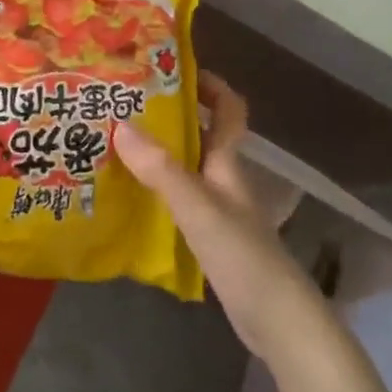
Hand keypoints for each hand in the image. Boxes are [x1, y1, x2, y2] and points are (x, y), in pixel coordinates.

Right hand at [113, 72, 326, 361]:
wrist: (276, 321)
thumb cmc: (242, 254)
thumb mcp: (197, 207)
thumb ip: (161, 169)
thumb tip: (121, 126)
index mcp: (228, 162)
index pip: (229, 109)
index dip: (210, 84)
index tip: (174, 70)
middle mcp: (224, 179)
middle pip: (201, 135)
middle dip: (169, 117)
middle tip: (126, 107)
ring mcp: (219, 210)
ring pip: (187, 168)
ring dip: (158, 155)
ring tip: (115, 146)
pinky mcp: (211, 239)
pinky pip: (179, 201)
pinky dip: (157, 192)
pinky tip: (130, 198)